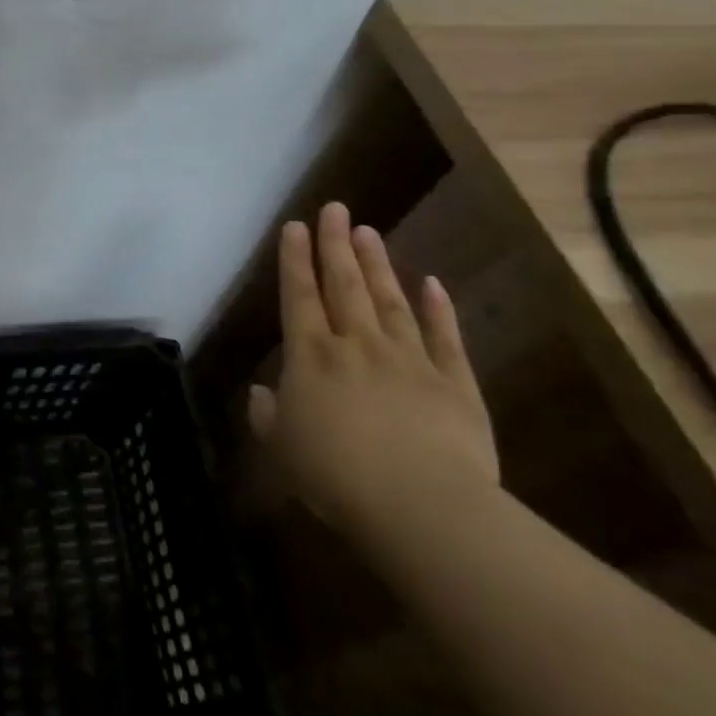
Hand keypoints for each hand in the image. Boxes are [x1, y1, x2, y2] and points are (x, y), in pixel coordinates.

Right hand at [247, 202, 497, 547]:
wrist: (422, 507)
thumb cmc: (336, 477)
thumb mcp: (281, 449)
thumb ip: (267, 415)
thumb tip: (261, 392)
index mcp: (311, 357)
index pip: (299, 296)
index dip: (294, 260)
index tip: (294, 226)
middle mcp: (356, 344)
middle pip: (344, 284)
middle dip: (335, 244)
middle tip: (335, 208)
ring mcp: (409, 358)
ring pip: (389, 300)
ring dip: (377, 264)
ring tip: (367, 231)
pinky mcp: (454, 382)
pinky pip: (444, 336)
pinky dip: (437, 307)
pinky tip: (432, 283)